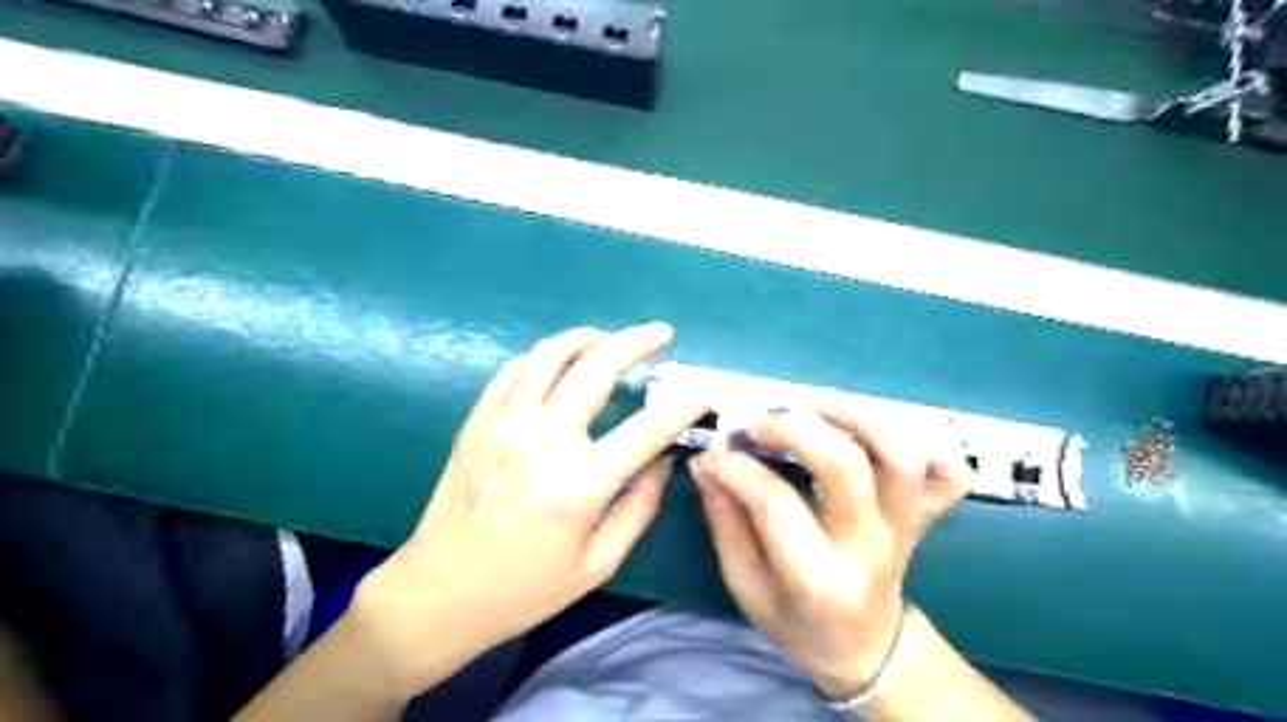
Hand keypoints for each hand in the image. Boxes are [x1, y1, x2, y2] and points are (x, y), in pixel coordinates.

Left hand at [348, 324, 706, 702]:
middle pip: (595, 369)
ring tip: (609, 340)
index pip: (646, 429)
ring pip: (549, 356)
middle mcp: (541, 442)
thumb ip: (639, 508)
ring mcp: (503, 426)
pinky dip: (543, 357)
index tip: (703, 387)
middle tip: (661, 332)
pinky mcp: (476, 422)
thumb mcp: (597, 564)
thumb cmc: (524, 589)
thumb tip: (664, 461)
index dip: (682, 404)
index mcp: (578, 485)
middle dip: (636, 341)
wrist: (438, 593)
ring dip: (586, 337)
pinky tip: (559, 363)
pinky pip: (513, 370)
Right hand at [688, 406, 969, 698]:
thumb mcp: (746, 587)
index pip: (775, 504)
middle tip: (760, 424)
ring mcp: (904, 529)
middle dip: (796, 430)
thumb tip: (707, 463)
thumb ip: (724, 522)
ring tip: (818, 406)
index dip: (737, 468)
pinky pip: (950, 478)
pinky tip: (883, 436)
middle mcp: (869, 548)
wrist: (865, 649)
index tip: (714, 453)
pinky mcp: (923, 517)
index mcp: (818, 580)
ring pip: (902, 460)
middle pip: (846, 468)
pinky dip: (930, 447)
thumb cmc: (798, 623)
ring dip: (861, 419)